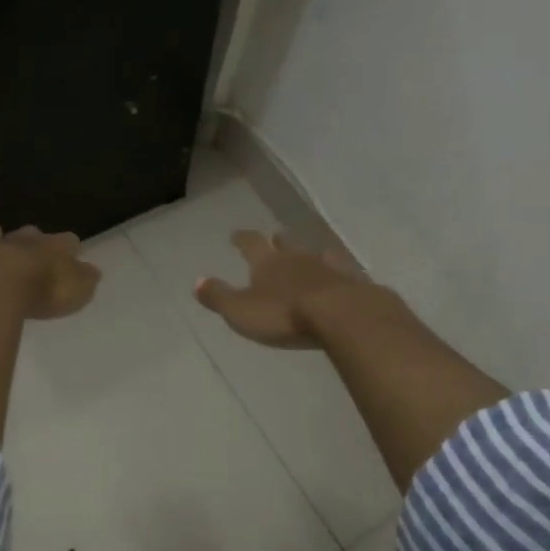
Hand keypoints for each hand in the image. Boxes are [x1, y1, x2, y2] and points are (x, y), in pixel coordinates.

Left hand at [0, 223, 101, 320]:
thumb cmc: (39, 292)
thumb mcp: (74, 291)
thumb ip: (83, 281)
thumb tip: (93, 272)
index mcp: (49, 248)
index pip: (66, 242)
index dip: (70, 246)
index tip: (74, 249)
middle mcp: (18, 243)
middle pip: (28, 235)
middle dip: (32, 237)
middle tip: (34, 237)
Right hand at [193, 230, 379, 348]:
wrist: (342, 315)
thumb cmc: (285, 315)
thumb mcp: (241, 311)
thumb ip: (219, 296)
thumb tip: (197, 281)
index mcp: (268, 263)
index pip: (251, 243)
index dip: (242, 238)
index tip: (236, 234)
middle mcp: (297, 258)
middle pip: (286, 243)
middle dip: (277, 241)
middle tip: (274, 237)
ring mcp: (328, 267)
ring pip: (315, 254)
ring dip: (308, 254)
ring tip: (308, 255)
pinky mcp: (352, 282)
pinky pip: (341, 271)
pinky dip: (336, 272)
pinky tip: (340, 276)